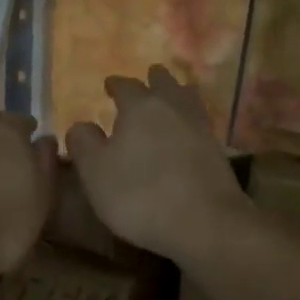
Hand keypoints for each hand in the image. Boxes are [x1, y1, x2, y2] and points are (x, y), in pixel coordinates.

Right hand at [64, 65, 249, 264]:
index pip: (126, 86)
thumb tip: (81, 125)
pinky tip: (188, 129)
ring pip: (188, 99)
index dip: (115, 84)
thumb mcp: (95, 172)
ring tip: (173, 94)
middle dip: (153, 79)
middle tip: (148, 77)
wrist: (205, 222)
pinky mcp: (218, 151)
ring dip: (178, 93)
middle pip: (164, 84)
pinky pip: (200, 123)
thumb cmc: (140, 194)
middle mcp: (173, 108)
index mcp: (140, 107)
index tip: (109, 85)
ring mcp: (200, 128)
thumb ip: (83, 143)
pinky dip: (191, 119)